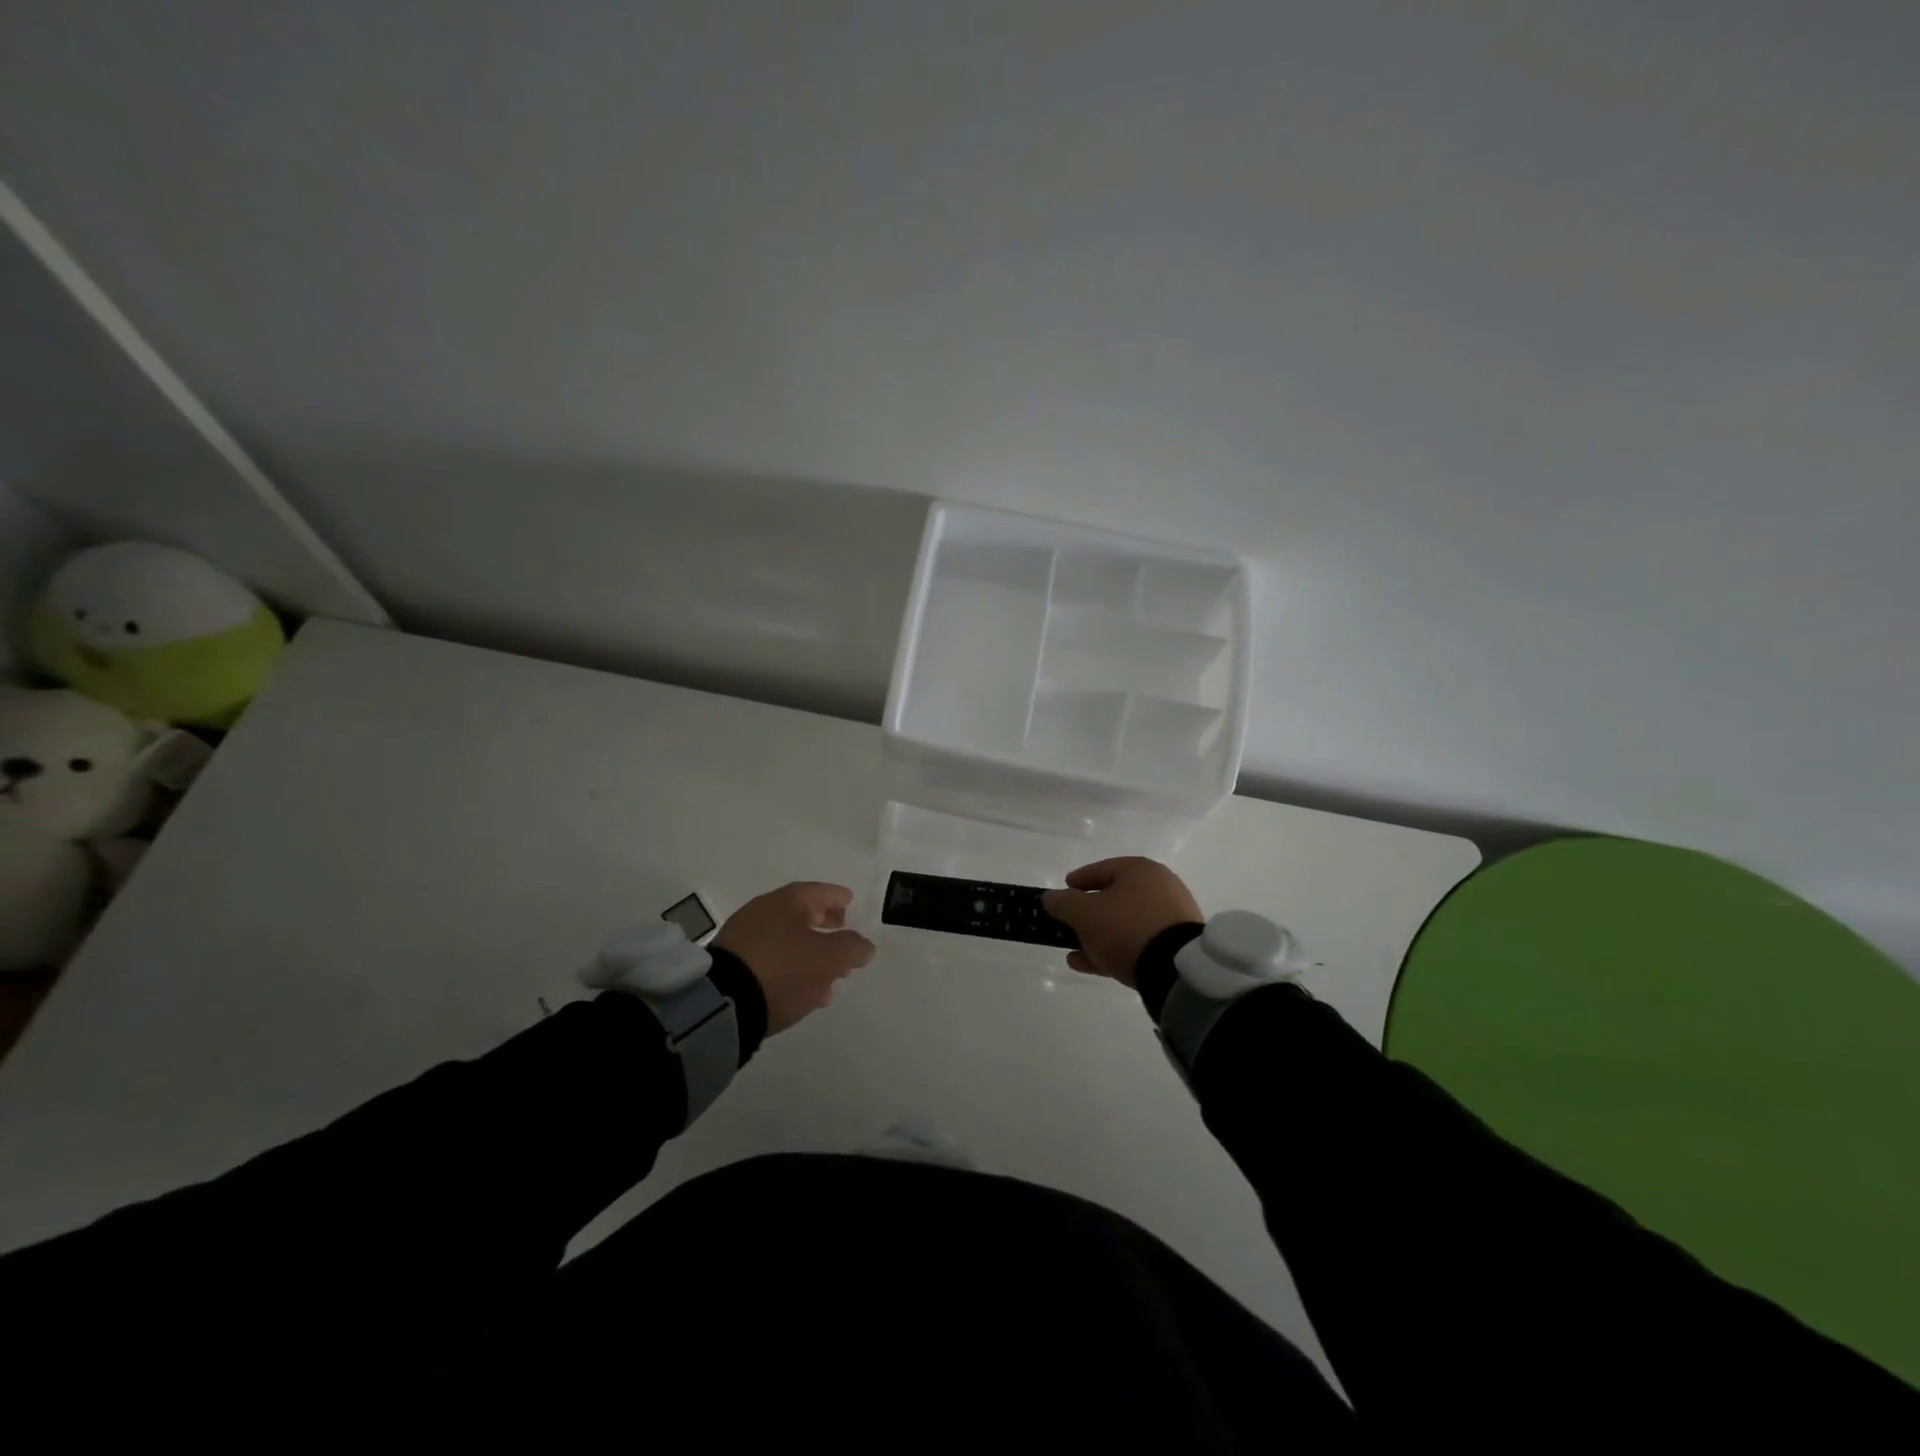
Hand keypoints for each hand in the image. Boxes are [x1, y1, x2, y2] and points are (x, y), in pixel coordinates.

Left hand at [714, 882, 875, 1034]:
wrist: (723, 1003)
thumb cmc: (783, 969)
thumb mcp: (828, 958)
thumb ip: (852, 948)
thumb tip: (864, 945)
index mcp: (788, 901)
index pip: (819, 892)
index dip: (838, 898)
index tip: (850, 903)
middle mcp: (764, 911)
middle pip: (802, 914)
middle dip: (825, 927)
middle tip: (842, 940)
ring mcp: (744, 937)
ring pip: (787, 940)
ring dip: (809, 954)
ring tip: (828, 978)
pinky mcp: (732, 964)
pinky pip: (770, 959)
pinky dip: (790, 968)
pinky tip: (802, 990)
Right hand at [1042, 857, 1202, 988]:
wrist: (1175, 969)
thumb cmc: (1126, 928)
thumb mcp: (1085, 914)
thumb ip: (1064, 903)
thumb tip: (1050, 897)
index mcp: (1140, 870)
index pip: (1101, 869)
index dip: (1077, 880)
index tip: (1062, 891)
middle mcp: (1159, 888)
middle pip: (1113, 898)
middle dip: (1088, 913)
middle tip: (1069, 924)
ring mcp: (1170, 918)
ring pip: (1124, 923)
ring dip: (1097, 936)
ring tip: (1074, 951)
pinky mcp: (1175, 946)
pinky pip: (1136, 943)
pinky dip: (1113, 950)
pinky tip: (1089, 964)